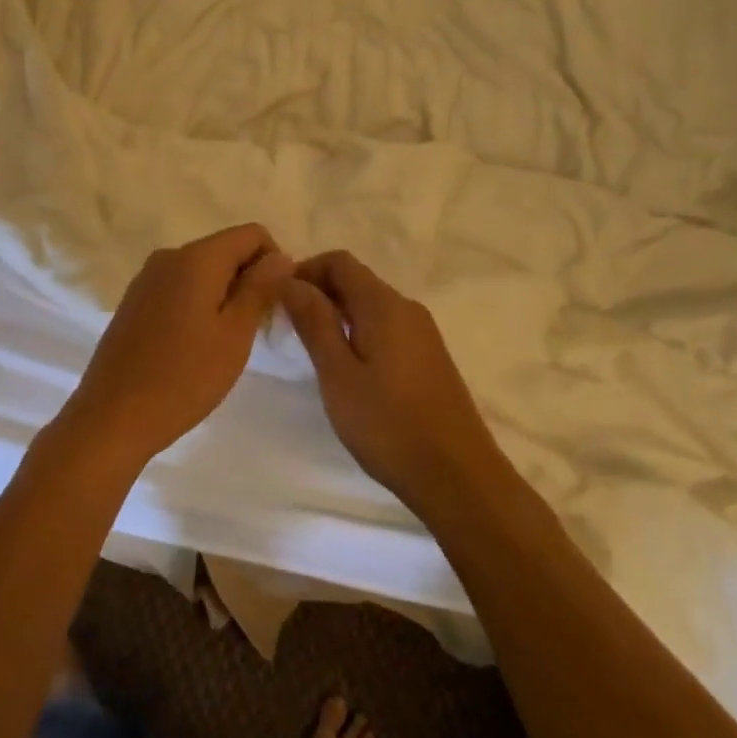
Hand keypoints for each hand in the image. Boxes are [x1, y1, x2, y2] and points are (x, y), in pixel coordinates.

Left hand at [55, 224, 293, 471]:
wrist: (112, 417)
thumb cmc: (184, 378)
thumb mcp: (235, 334)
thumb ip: (260, 288)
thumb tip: (281, 256)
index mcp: (197, 258)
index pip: (252, 233)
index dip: (274, 261)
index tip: (275, 304)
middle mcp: (169, 256)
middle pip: (226, 249)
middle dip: (248, 279)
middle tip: (255, 329)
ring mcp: (146, 278)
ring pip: (202, 270)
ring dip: (224, 294)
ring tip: (225, 342)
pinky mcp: (134, 301)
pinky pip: (178, 287)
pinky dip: (198, 303)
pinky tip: (195, 345)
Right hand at [282, 251, 503, 507]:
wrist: (458, 476)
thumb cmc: (388, 424)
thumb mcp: (338, 374)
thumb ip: (314, 322)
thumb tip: (290, 280)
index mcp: (384, 305)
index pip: (339, 261)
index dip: (305, 271)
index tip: (279, 300)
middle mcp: (407, 308)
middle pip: (356, 280)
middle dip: (318, 293)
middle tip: (288, 327)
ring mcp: (423, 333)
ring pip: (370, 305)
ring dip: (337, 314)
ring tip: (312, 350)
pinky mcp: (429, 357)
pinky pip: (386, 327)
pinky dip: (358, 332)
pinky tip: (347, 368)